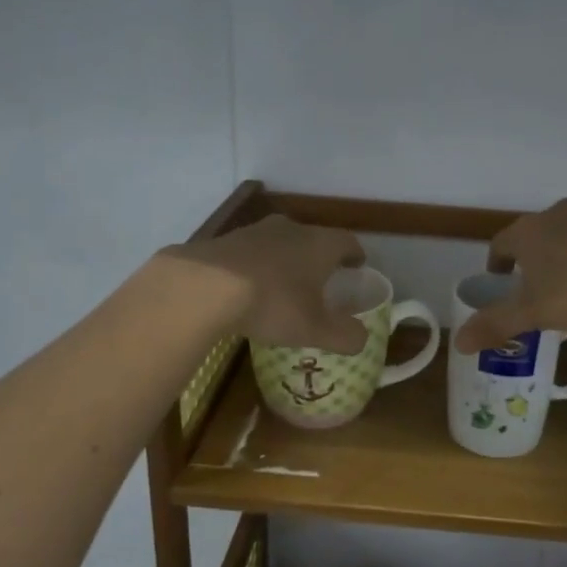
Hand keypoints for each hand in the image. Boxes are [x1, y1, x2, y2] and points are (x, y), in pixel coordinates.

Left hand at [162, 215, 368, 352]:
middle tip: (320, 280)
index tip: (357, 266)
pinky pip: (249, 252)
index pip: (347, 242)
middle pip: (312, 238)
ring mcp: (254, 231)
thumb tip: (362, 338)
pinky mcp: (225, 240)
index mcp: (319, 244)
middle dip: (318, 257)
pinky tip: (247, 288)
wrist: (204, 286)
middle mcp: (291, 229)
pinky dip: (255, 266)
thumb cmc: (272, 303)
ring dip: (284, 260)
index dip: (355, 255)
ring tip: (282, 284)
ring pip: (279, 243)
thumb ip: (345, 336)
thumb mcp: (315, 329)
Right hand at [455, 197, 566, 352]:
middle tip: (535, 288)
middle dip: (532, 259)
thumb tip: (457, 342)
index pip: (500, 243)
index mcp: (528, 231)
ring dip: (564, 255)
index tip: (500, 281)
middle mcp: (557, 214)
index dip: (497, 264)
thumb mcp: (533, 314)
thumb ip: (495, 324)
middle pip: (535, 236)